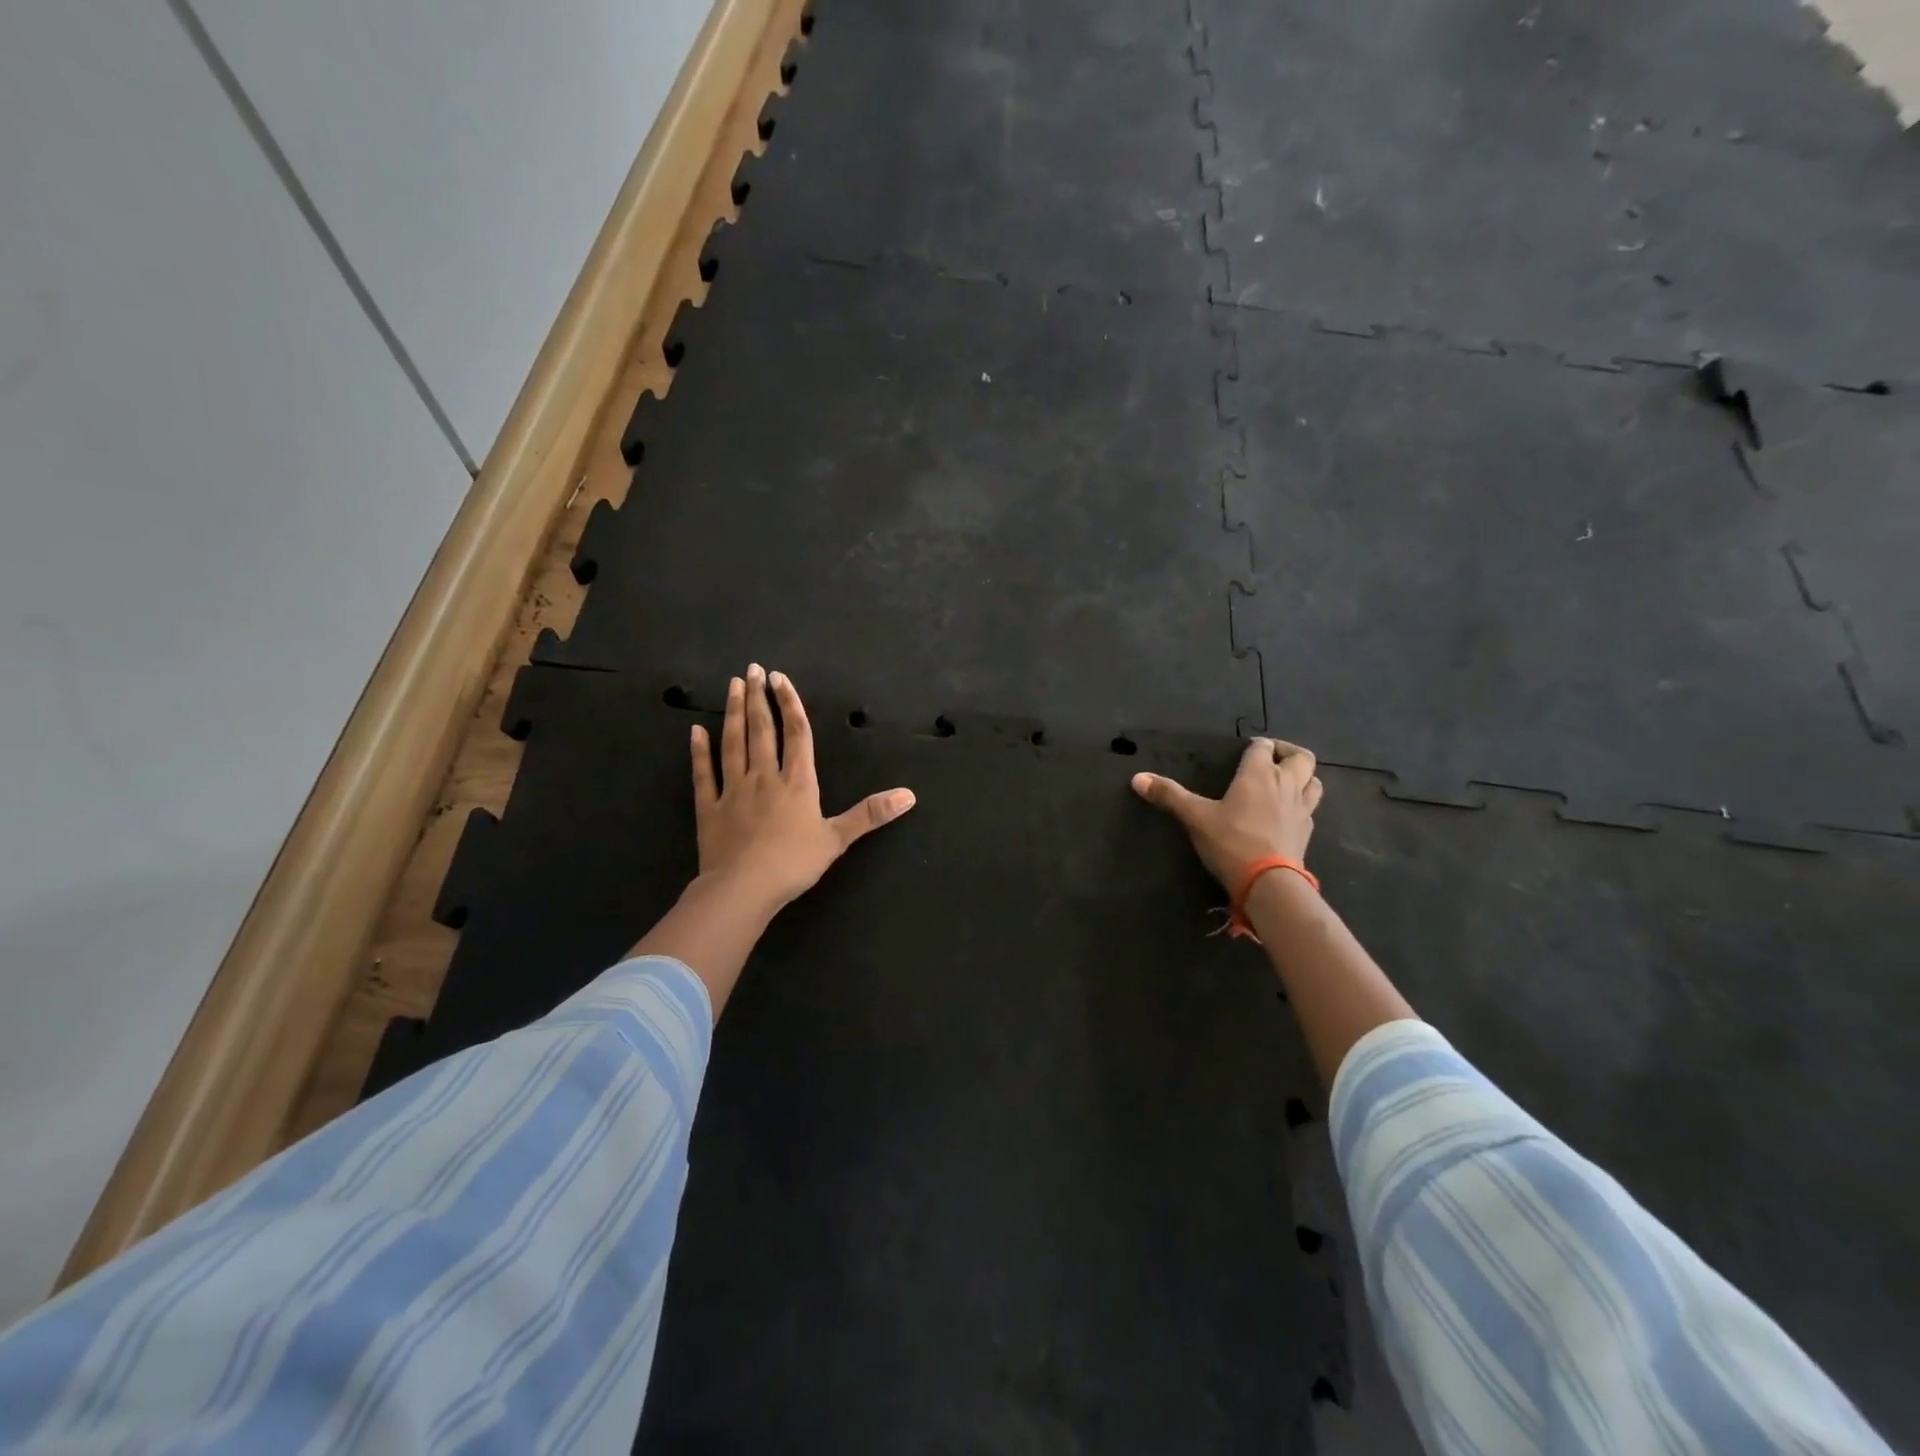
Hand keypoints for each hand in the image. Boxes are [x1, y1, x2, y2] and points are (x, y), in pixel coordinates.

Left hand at [690, 664, 915, 912]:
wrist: (744, 888)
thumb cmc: (794, 863)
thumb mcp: (838, 839)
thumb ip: (870, 814)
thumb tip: (909, 795)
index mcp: (797, 782)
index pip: (796, 733)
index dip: (790, 703)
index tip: (780, 678)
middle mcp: (764, 777)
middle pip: (762, 730)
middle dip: (758, 698)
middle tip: (752, 669)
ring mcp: (733, 790)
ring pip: (733, 743)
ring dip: (733, 713)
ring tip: (732, 685)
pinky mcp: (709, 808)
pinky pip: (703, 774)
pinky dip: (699, 751)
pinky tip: (695, 731)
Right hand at [1131, 738, 1323, 889]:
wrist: (1268, 882)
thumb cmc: (1231, 841)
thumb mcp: (1195, 817)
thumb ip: (1168, 795)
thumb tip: (1137, 778)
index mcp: (1259, 774)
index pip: (1264, 747)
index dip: (1256, 745)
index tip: (1245, 750)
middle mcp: (1286, 784)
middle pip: (1301, 756)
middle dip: (1288, 752)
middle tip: (1271, 759)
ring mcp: (1302, 808)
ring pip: (1314, 780)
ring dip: (1303, 776)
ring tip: (1286, 782)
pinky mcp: (1307, 831)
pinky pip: (1311, 807)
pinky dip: (1302, 803)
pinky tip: (1287, 813)